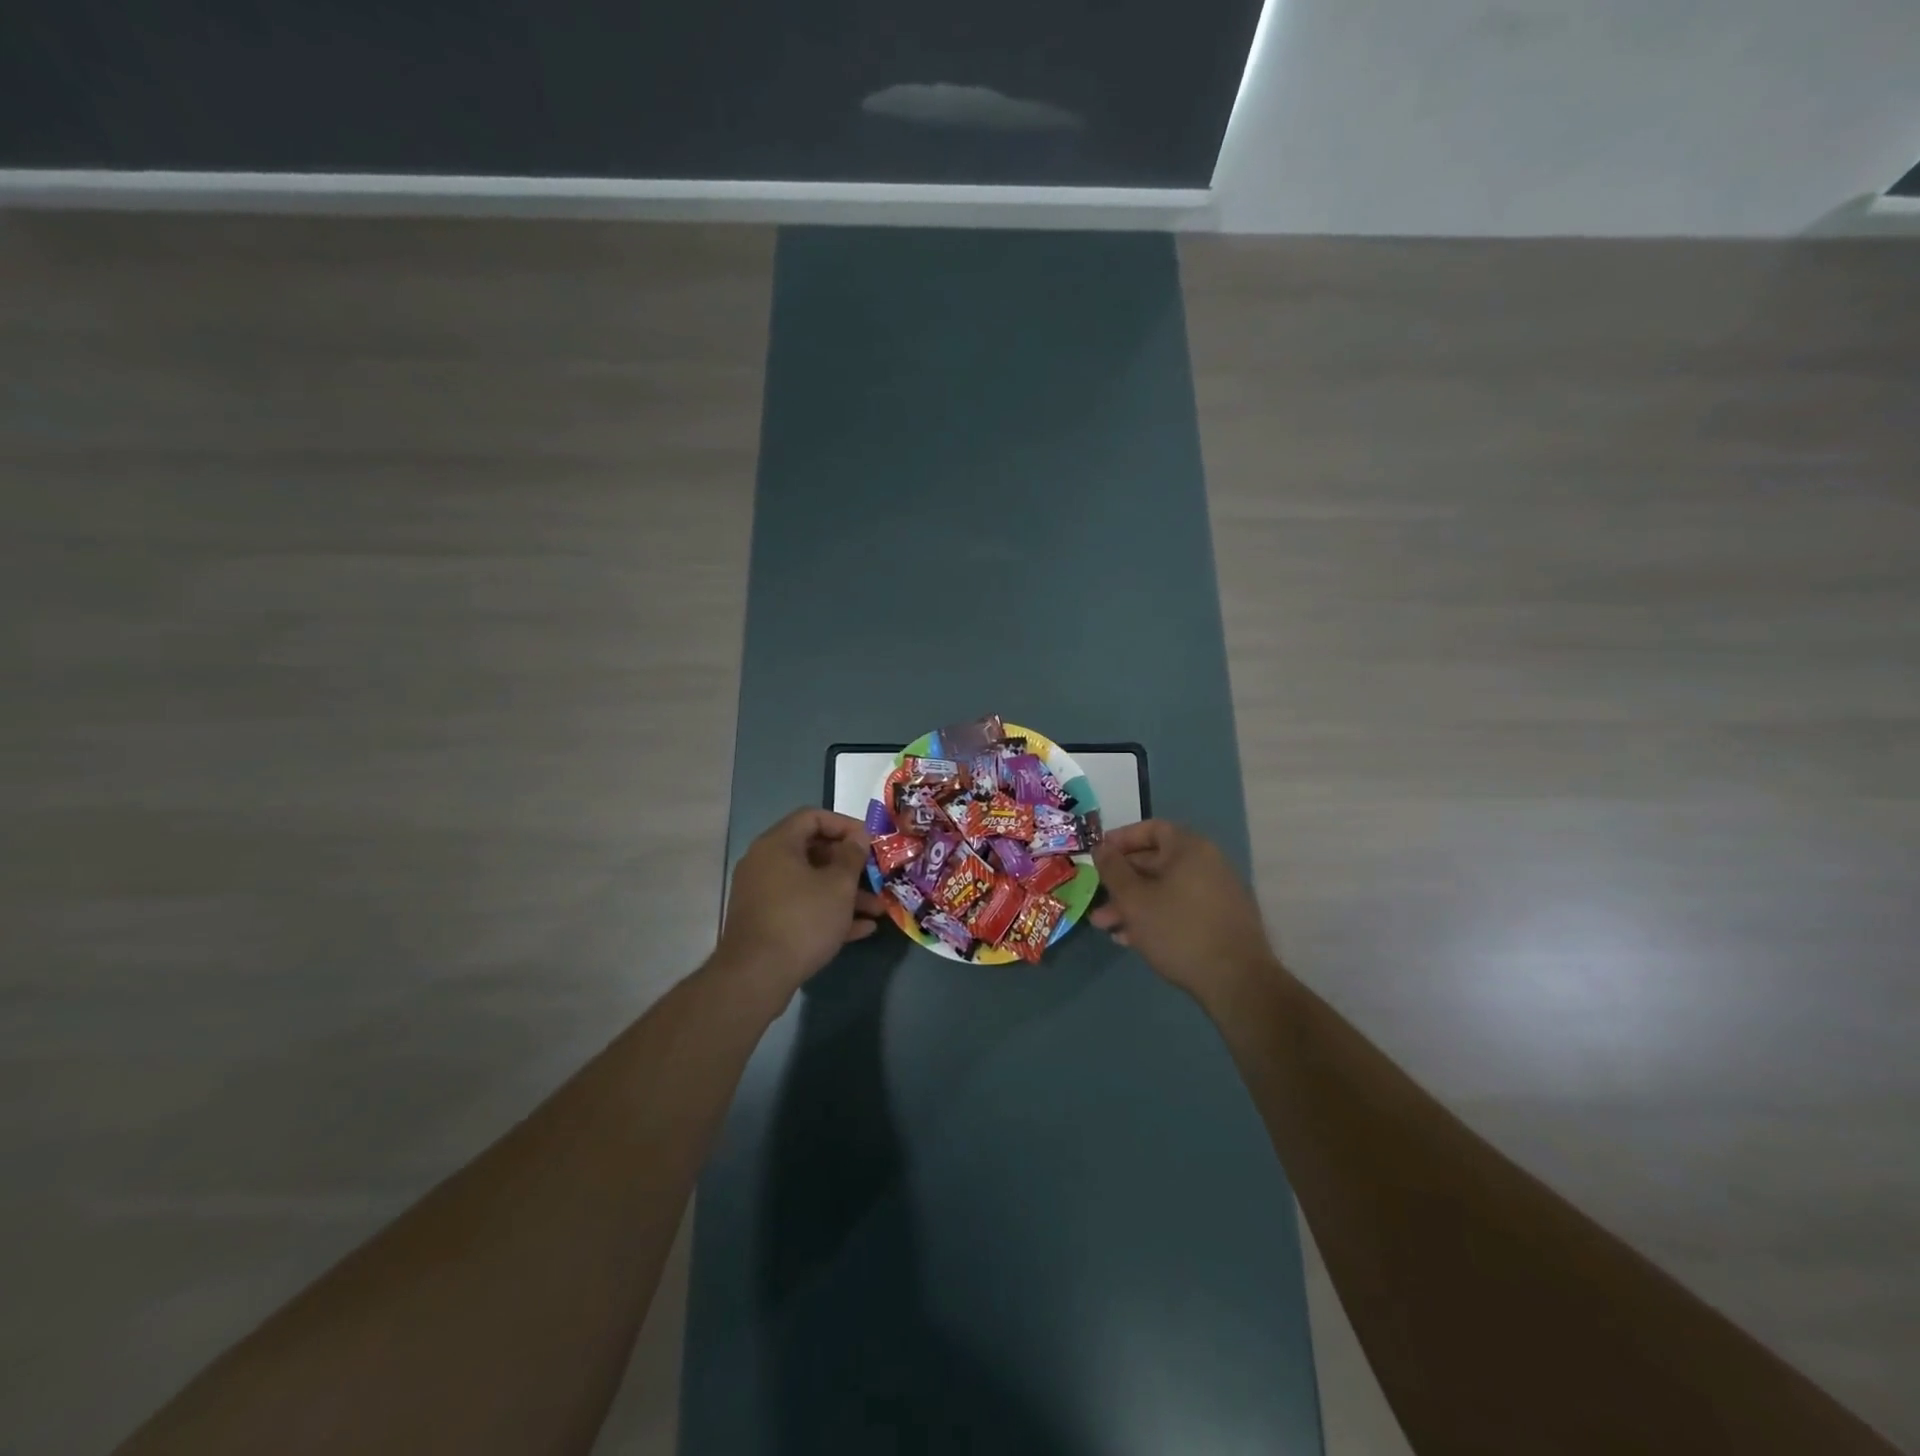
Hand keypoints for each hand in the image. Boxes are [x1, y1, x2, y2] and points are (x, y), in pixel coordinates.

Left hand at [716, 808, 889, 998]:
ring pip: (810, 884)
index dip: (845, 825)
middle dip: (850, 865)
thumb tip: (858, 837)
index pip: (813, 817)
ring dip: (845, 893)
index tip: (870, 841)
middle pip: (813, 852)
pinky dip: (828, 912)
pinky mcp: (765, 922)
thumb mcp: (838, 885)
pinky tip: (861, 929)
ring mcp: (763, 894)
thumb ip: (852, 856)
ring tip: (878, 909)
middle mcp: (765, 863)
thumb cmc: (802, 920)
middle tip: (876, 875)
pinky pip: (801, 907)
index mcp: (778, 844)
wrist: (756, 977)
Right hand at [1089, 820, 1280, 1007]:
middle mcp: (1207, 864)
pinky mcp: (1220, 921)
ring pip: (1165, 890)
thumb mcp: (1134, 899)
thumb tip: (1101, 847)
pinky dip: (1155, 917)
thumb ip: (1113, 870)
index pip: (1151, 829)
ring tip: (1107, 927)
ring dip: (1134, 904)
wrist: (1237, 982)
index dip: (1121, 839)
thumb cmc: (1179, 930)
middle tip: (1096, 899)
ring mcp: (1217, 893)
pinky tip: (1133, 940)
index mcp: (1189, 849)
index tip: (1098, 855)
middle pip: (1155, 862)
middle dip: (1122, 882)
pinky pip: (1180, 908)